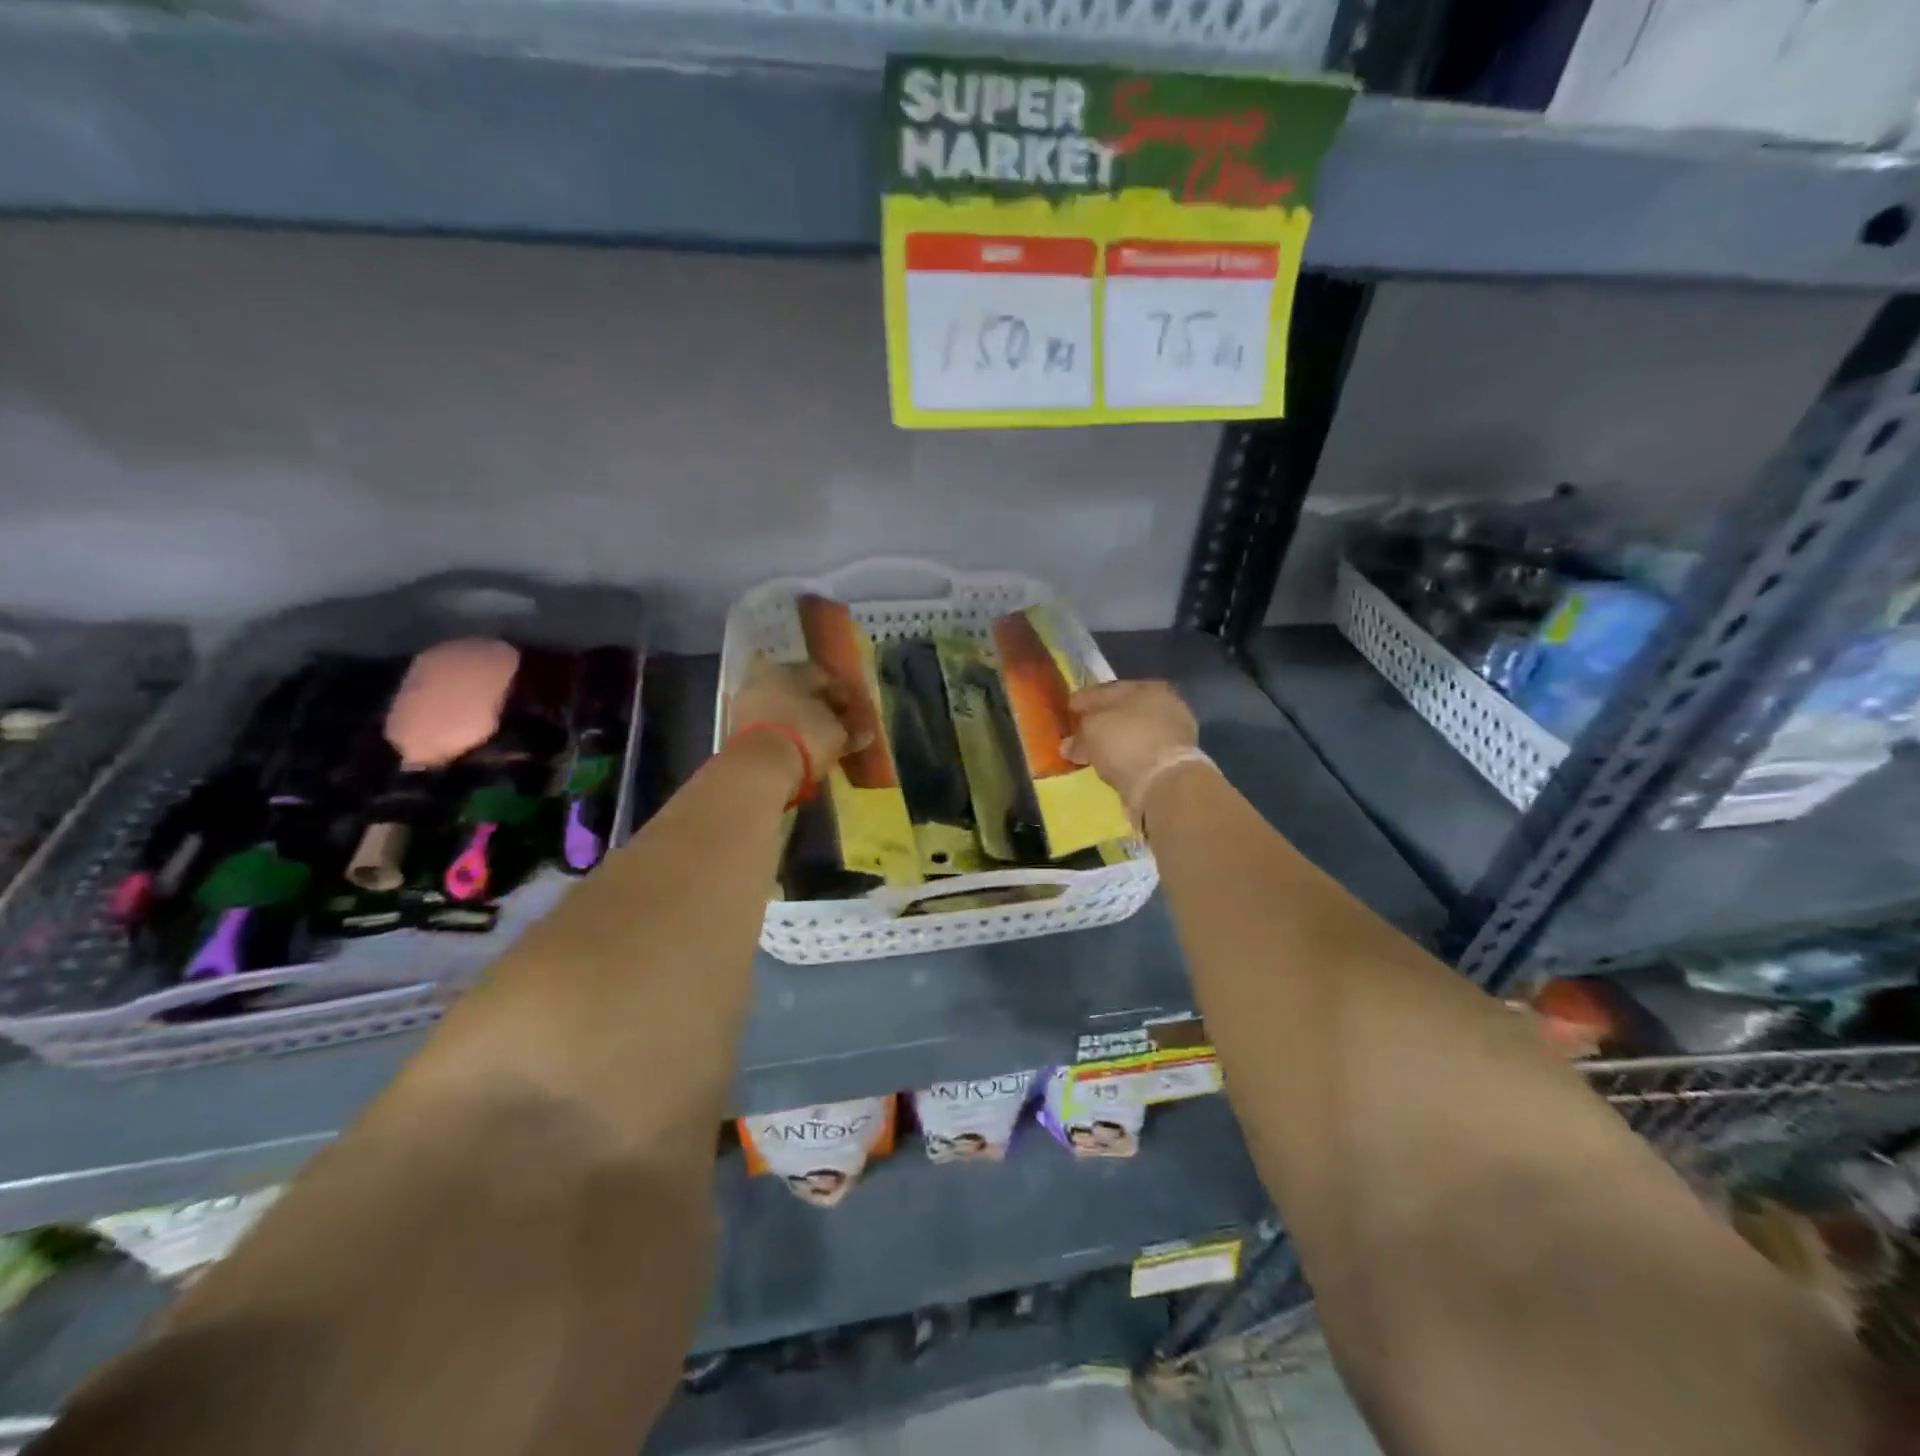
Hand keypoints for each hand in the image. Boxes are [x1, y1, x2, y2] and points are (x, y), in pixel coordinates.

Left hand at [727, 659, 871, 789]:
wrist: (758, 768)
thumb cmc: (804, 736)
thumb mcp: (836, 733)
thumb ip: (852, 730)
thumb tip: (867, 732)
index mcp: (789, 670)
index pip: (821, 675)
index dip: (840, 693)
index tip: (852, 710)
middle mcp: (765, 679)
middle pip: (797, 691)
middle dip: (815, 705)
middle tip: (833, 724)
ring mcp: (746, 704)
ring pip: (780, 709)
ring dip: (796, 721)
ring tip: (816, 740)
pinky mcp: (736, 730)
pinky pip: (768, 727)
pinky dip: (782, 735)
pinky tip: (796, 749)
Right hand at [1063, 680, 1202, 816]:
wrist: (1164, 783)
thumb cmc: (1126, 742)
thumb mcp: (1091, 730)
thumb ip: (1078, 735)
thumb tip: (1069, 746)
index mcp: (1147, 687)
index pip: (1108, 690)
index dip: (1085, 699)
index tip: (1069, 709)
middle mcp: (1166, 705)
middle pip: (1124, 711)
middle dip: (1101, 720)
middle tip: (1079, 731)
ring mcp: (1175, 733)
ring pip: (1134, 733)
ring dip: (1114, 741)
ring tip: (1094, 753)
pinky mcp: (1176, 761)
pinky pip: (1141, 753)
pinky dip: (1126, 757)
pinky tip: (1111, 765)